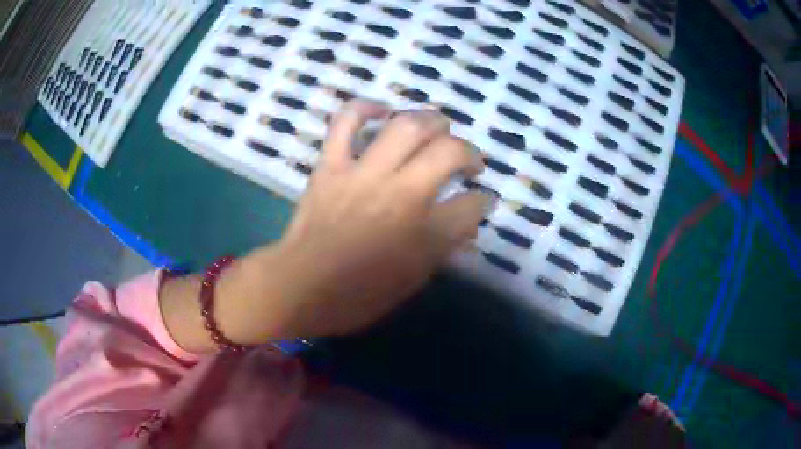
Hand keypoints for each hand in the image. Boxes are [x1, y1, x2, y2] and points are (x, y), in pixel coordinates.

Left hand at [161, 100, 491, 350]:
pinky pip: (345, 122)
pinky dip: (365, 108)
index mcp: (422, 234)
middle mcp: (399, 194)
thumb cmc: (355, 296)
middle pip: (448, 152)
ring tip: (439, 128)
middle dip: (469, 152)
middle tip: (468, 161)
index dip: (484, 201)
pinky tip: (382, 111)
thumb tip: (465, 223)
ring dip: (432, 121)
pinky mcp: (331, 165)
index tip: (483, 200)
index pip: (472, 206)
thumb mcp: (410, 283)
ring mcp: (362, 174)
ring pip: (407, 127)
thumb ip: (442, 249)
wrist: (298, 287)